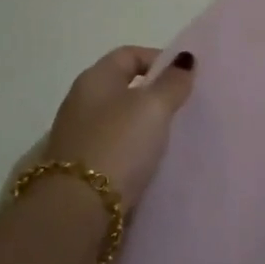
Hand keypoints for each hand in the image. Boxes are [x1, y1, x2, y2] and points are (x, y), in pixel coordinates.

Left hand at [43, 46, 195, 212]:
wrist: (78, 209)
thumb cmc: (118, 145)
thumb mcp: (153, 107)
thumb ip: (172, 82)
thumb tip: (185, 59)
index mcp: (94, 79)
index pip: (129, 54)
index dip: (159, 59)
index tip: (186, 77)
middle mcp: (81, 102)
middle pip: (124, 87)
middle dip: (154, 93)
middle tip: (184, 106)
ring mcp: (79, 136)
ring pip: (120, 119)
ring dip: (145, 124)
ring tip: (173, 135)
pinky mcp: (82, 166)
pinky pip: (116, 147)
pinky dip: (135, 149)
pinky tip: (153, 161)